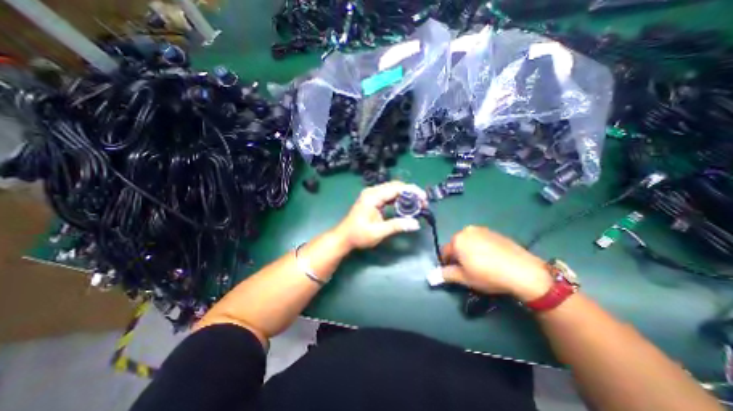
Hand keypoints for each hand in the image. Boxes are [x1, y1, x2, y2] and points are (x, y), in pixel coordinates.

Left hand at [332, 181, 424, 250]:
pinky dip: (399, 199)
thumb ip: (397, 226)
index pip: (396, 188)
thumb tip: (416, 224)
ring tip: (417, 205)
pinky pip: (389, 195)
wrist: (344, 237)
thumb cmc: (358, 235)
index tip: (424, 198)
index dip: (412, 191)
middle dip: (411, 193)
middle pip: (395, 186)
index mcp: (373, 196)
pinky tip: (406, 206)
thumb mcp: (378, 232)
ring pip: (393, 190)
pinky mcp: (373, 199)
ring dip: (406, 195)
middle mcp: (372, 191)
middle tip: (423, 203)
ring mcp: (372, 194)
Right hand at [437, 226, 552, 303]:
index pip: (444, 252)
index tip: (455, 273)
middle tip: (469, 270)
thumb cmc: (487, 274)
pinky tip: (492, 259)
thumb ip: (446, 274)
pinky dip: (481, 248)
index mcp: (457, 240)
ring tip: (482, 265)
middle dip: (459, 256)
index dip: (447, 264)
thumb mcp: (464, 278)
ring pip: (469, 241)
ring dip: (469, 251)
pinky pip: (481, 240)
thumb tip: (432, 276)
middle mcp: (467, 230)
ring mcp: (482, 230)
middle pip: (457, 245)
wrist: (522, 271)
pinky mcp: (495, 232)